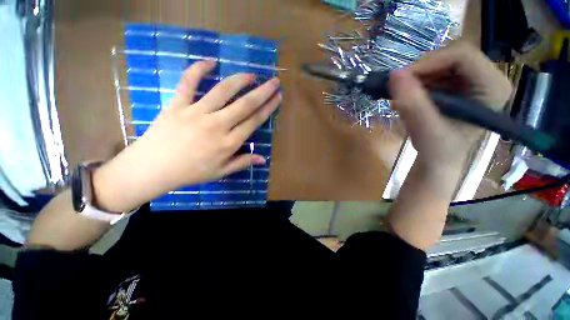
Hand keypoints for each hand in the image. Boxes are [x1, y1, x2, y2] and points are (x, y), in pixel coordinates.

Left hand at [93, 60, 281, 211]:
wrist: (153, 168)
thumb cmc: (191, 172)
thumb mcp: (221, 171)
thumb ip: (243, 162)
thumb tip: (263, 159)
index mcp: (229, 143)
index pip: (254, 121)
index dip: (268, 108)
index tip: (278, 97)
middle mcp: (217, 125)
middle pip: (245, 104)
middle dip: (263, 91)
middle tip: (274, 81)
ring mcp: (197, 113)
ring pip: (222, 91)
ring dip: (240, 80)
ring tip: (251, 75)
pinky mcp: (177, 105)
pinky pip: (188, 83)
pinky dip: (198, 69)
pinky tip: (210, 61)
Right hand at [389, 42, 511, 170]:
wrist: (439, 158)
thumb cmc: (438, 149)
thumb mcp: (425, 128)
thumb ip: (412, 103)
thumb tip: (394, 75)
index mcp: (493, 88)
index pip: (463, 56)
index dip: (429, 62)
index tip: (402, 79)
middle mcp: (489, 78)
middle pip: (452, 55)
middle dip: (423, 70)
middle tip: (401, 88)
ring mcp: (475, 79)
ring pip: (442, 61)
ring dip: (418, 77)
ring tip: (405, 97)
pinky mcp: (461, 83)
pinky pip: (437, 70)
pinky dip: (419, 81)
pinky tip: (411, 97)